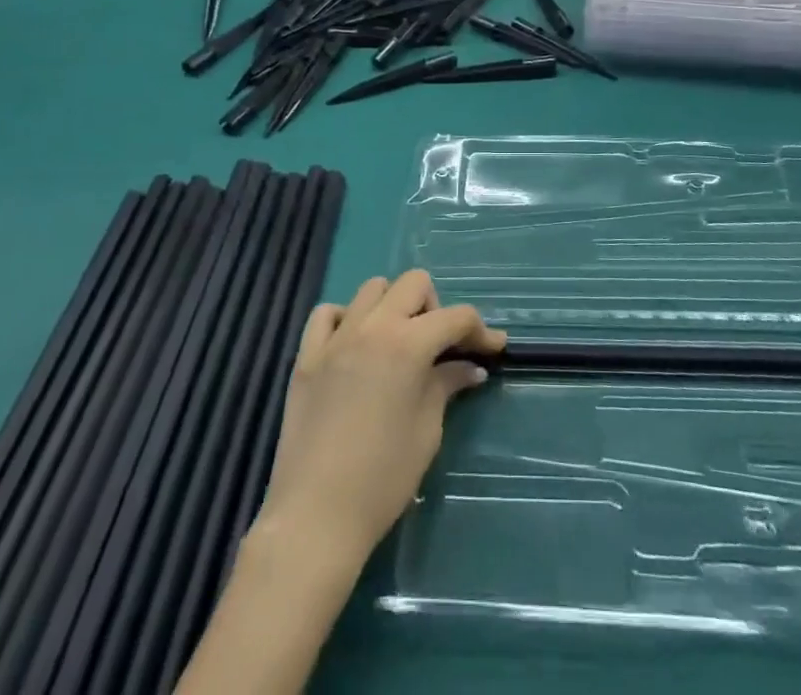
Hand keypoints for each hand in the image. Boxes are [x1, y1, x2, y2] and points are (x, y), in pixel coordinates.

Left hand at [255, 270, 504, 567]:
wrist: (315, 517)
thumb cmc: (383, 479)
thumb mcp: (427, 430)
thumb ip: (447, 385)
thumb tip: (471, 368)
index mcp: (408, 344)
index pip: (455, 317)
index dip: (480, 331)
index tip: (494, 349)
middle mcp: (372, 326)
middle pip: (414, 284)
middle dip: (436, 308)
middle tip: (440, 347)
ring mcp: (335, 337)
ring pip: (372, 289)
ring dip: (393, 307)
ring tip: (398, 344)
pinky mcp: (306, 356)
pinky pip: (327, 313)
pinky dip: (346, 319)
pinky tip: (354, 346)